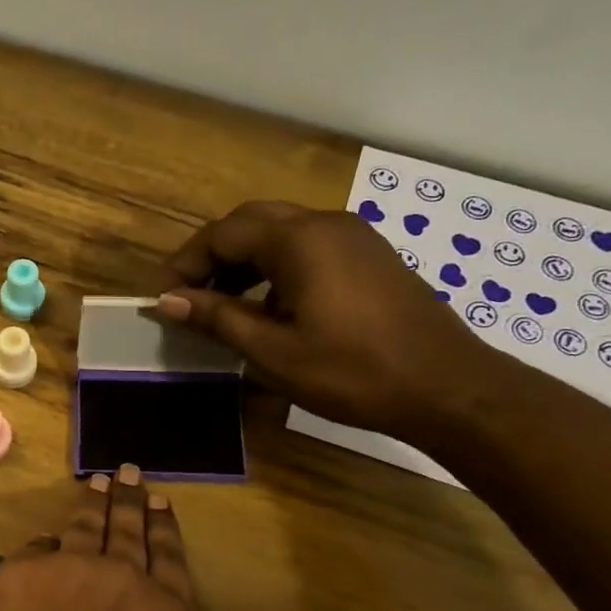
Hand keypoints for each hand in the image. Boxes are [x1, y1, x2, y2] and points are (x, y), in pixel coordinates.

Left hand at [0, 468, 243, 610]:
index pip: (174, 564)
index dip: (168, 533)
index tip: (164, 505)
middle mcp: (128, 584)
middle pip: (132, 531)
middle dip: (132, 500)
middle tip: (130, 472)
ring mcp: (72, 569)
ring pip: (87, 526)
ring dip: (94, 502)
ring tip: (97, 482)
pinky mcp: (22, 568)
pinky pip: (40, 546)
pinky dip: (46, 543)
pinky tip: (48, 538)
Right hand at [159, 200, 503, 438]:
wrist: (446, 387)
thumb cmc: (351, 372)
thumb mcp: (272, 351)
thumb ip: (217, 318)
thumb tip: (168, 301)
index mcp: (299, 240)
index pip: (222, 234)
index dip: (185, 264)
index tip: (164, 299)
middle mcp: (325, 224)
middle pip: (251, 223)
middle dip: (213, 255)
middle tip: (190, 296)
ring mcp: (354, 237)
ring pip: (281, 232)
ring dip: (245, 261)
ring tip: (223, 304)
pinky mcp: (370, 257)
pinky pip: (309, 247)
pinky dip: (276, 267)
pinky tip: (271, 308)